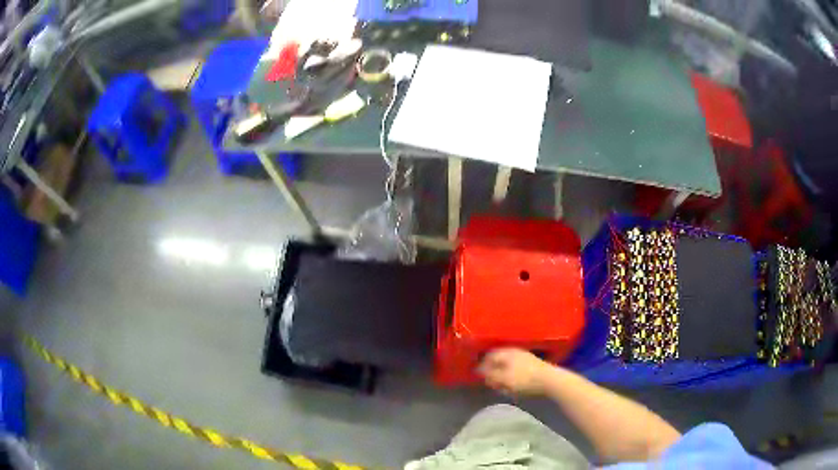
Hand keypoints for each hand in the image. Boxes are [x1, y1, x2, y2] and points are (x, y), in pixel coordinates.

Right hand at [477, 348, 551, 395]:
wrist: (550, 380)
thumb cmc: (524, 379)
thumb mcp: (503, 379)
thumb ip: (490, 375)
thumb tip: (479, 370)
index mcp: (507, 352)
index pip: (490, 356)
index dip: (482, 365)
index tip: (479, 376)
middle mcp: (515, 352)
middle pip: (499, 360)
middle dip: (493, 370)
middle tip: (490, 382)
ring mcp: (526, 358)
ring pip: (509, 365)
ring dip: (503, 375)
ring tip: (501, 386)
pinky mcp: (533, 366)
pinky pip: (518, 370)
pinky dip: (512, 377)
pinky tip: (513, 386)